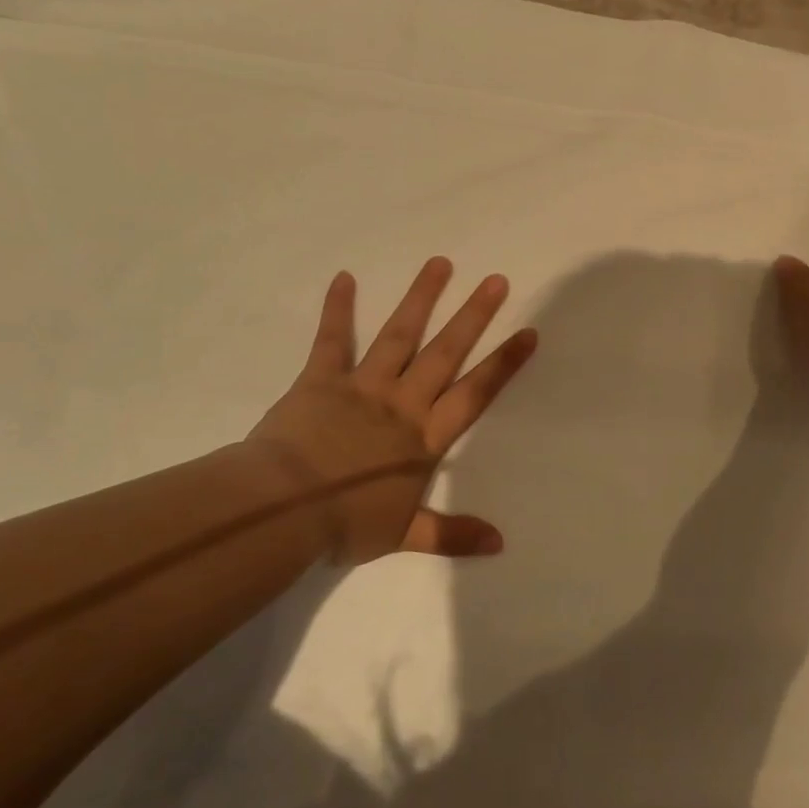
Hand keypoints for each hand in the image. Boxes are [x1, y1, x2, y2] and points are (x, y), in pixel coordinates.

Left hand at [247, 259, 538, 565]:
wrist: (281, 510)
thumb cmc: (345, 522)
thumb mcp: (403, 535)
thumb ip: (452, 534)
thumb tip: (500, 543)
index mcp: (424, 438)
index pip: (474, 394)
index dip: (503, 364)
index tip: (528, 333)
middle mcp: (402, 402)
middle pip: (445, 353)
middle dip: (473, 317)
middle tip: (496, 281)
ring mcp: (362, 386)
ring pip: (399, 336)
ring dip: (421, 299)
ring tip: (440, 264)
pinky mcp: (321, 379)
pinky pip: (333, 340)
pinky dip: (338, 309)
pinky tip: (343, 277)